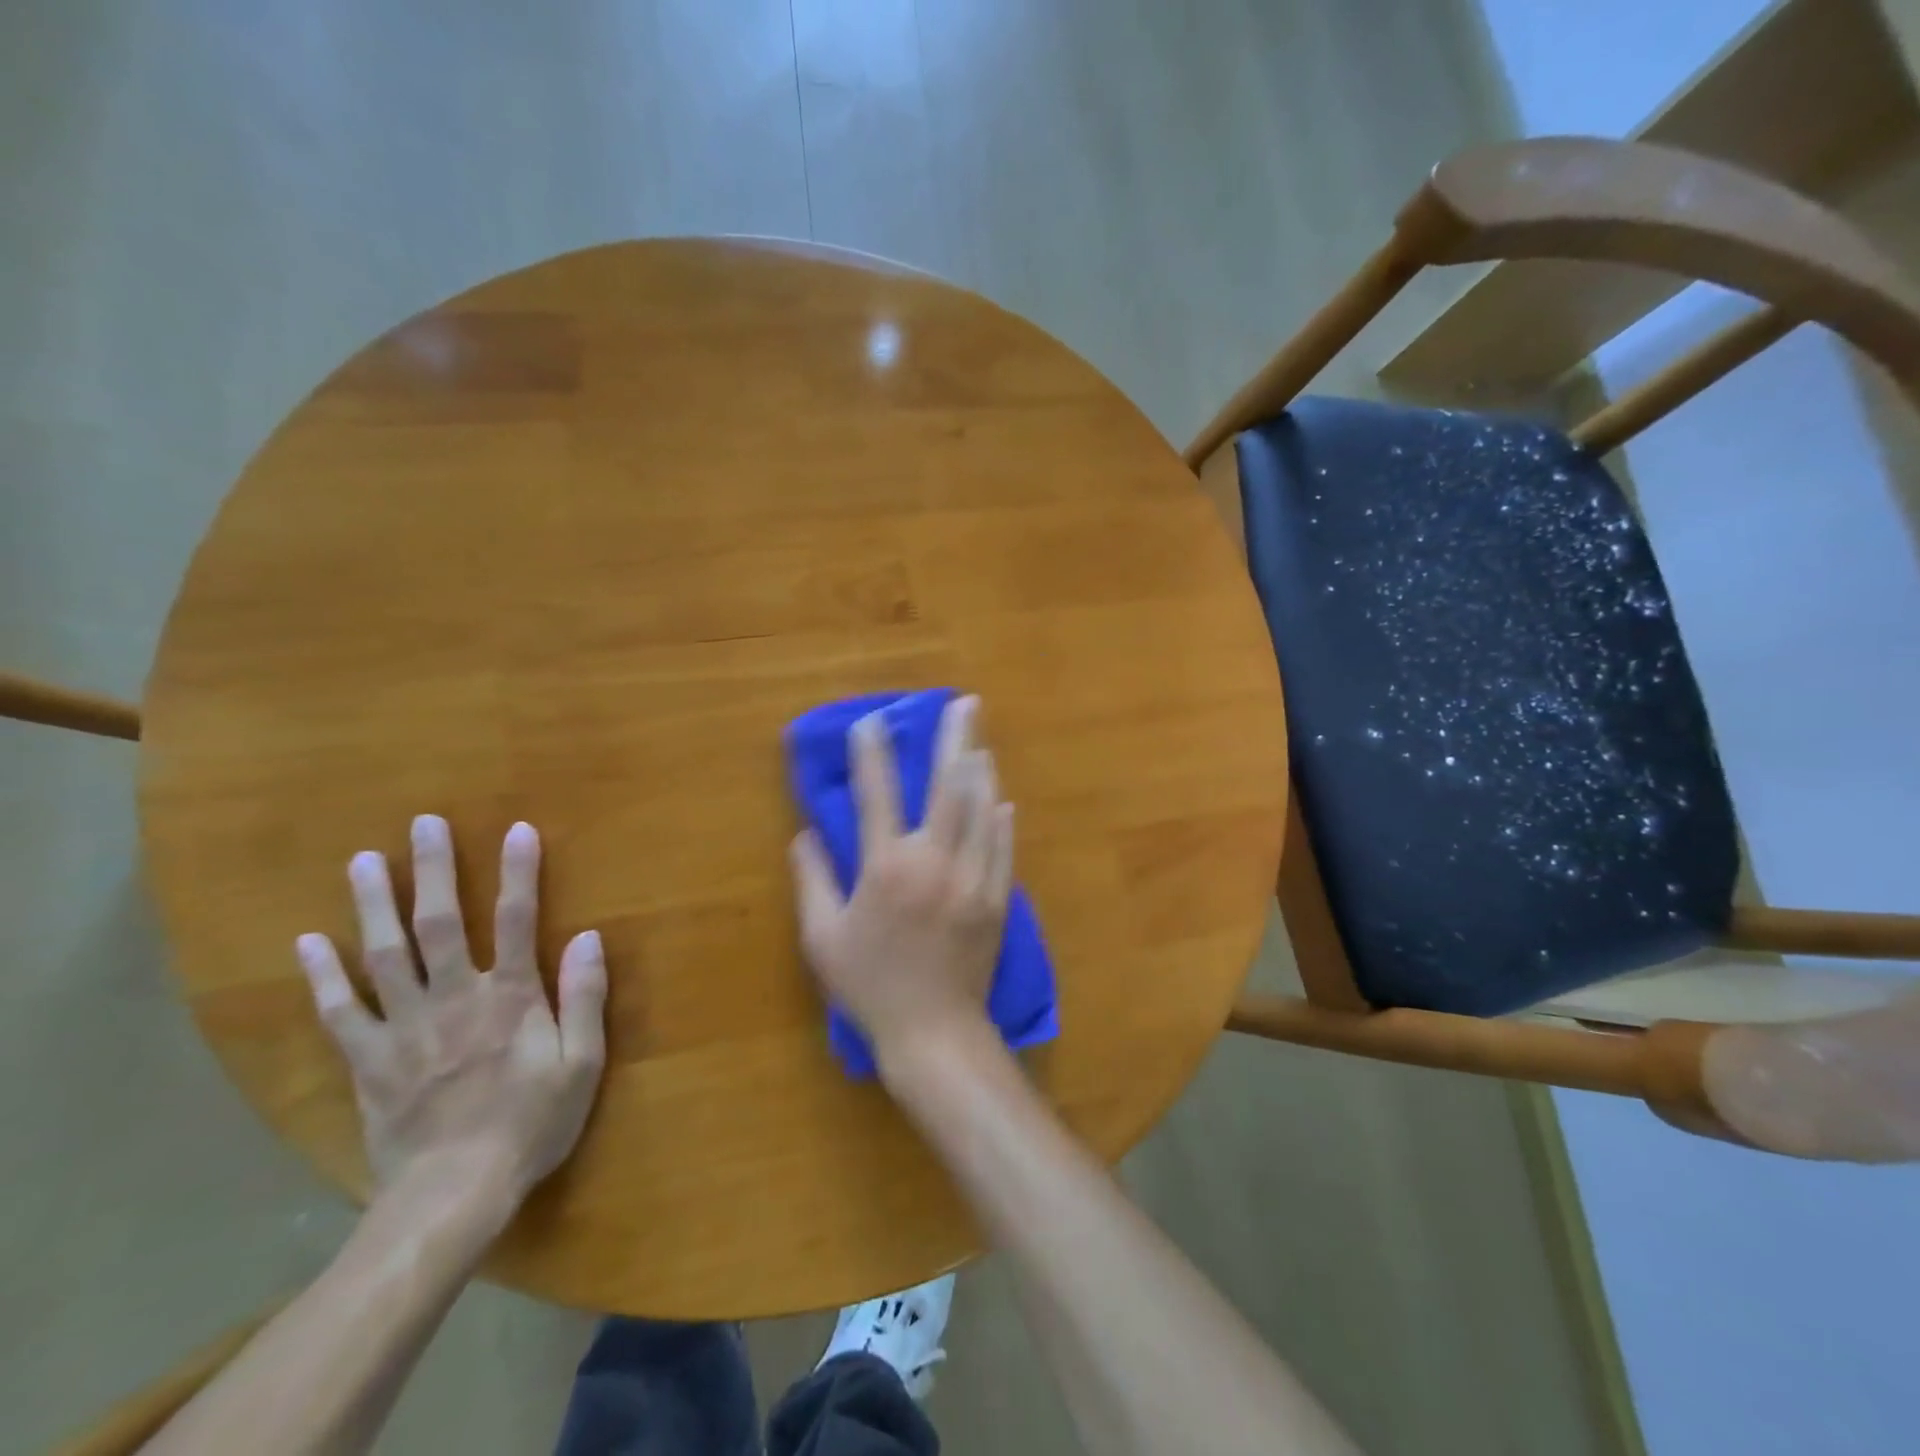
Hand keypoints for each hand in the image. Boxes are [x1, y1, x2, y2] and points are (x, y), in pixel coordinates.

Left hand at [296, 815, 607, 1225]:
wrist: (454, 1193)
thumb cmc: (531, 1124)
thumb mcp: (581, 1064)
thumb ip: (584, 998)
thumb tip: (589, 937)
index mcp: (510, 998)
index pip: (519, 921)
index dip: (520, 873)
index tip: (517, 830)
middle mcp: (455, 998)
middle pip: (442, 923)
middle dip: (435, 870)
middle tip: (423, 824)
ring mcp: (405, 1027)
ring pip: (386, 955)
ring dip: (374, 905)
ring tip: (363, 861)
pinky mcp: (369, 1060)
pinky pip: (340, 1010)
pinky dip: (324, 975)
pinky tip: (308, 942)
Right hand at [789, 695, 1013, 1073]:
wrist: (934, 1033)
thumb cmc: (870, 986)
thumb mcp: (822, 938)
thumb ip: (813, 880)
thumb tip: (803, 835)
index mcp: (887, 869)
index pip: (877, 795)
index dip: (873, 753)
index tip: (873, 720)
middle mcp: (934, 863)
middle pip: (949, 787)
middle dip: (956, 739)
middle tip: (965, 703)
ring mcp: (973, 878)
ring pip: (984, 810)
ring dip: (982, 771)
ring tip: (980, 742)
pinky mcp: (998, 899)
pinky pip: (1003, 847)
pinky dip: (1000, 819)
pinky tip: (1001, 800)